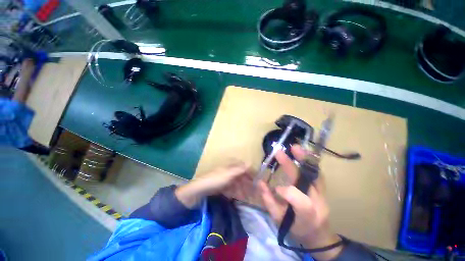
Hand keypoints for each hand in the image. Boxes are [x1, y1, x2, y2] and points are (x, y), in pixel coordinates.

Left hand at [175, 162, 251, 207]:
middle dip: (246, 184)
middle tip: (252, 192)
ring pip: (236, 184)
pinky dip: (234, 193)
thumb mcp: (228, 174)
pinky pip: (230, 189)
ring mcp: (224, 180)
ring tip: (245, 197)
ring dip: (241, 189)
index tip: (256, 180)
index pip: (242, 168)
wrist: (199, 191)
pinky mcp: (220, 187)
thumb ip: (239, 169)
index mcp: (229, 167)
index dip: (249, 173)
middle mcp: (228, 172)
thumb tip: (250, 163)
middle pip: (240, 177)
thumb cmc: (215, 180)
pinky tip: (236, 197)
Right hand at [258, 145, 342, 259]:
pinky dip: (310, 162)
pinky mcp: (323, 189)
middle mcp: (319, 202)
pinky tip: (302, 153)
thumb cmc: (296, 228)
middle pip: (308, 182)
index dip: (286, 191)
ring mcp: (323, 194)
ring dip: (305, 159)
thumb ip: (269, 201)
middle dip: (292, 166)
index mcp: (307, 215)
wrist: (318, 233)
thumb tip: (260, 183)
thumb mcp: (279, 220)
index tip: (275, 189)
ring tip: (295, 148)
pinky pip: (317, 173)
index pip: (299, 200)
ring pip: (316, 174)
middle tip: (280, 152)